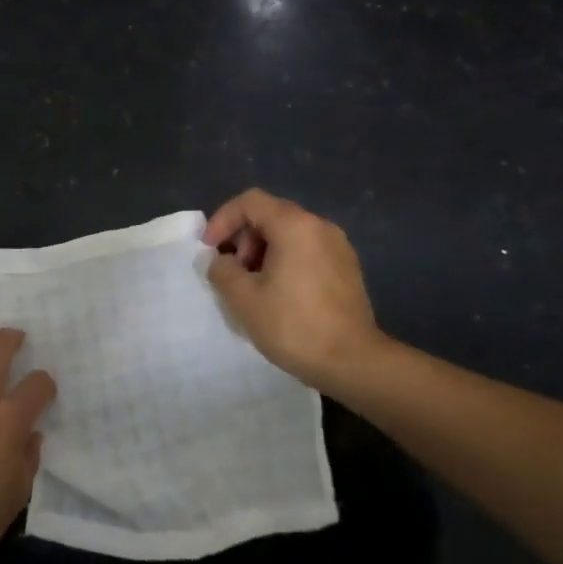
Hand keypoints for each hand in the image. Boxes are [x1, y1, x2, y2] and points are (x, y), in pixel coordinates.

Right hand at [204, 188, 384, 392]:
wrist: (353, 361)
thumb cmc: (294, 326)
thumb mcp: (244, 300)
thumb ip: (223, 271)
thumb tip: (221, 261)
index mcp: (295, 226)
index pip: (250, 202)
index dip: (222, 220)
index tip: (209, 249)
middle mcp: (320, 226)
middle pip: (271, 214)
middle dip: (243, 238)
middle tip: (233, 272)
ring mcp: (338, 246)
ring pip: (290, 233)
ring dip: (262, 251)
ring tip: (253, 286)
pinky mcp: (347, 267)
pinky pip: (307, 250)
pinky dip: (285, 260)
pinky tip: (278, 293)